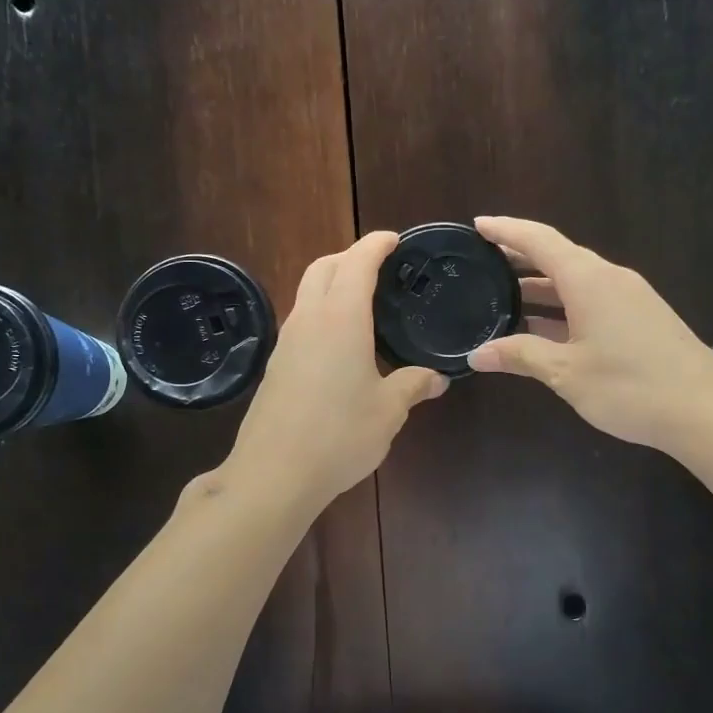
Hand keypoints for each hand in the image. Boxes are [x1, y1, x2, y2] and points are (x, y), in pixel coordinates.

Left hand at [224, 231, 447, 512]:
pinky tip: (340, 343)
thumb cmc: (339, 435)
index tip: (394, 239)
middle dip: (349, 256)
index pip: (357, 263)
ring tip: (362, 302)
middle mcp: (308, 320)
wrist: (274, 473)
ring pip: (306, 293)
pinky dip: (321, 313)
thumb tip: (438, 378)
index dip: (376, 245)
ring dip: (331, 283)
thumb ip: (413, 385)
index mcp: (340, 319)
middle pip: (323, 267)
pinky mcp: (275, 366)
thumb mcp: (388, 411)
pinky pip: (300, 321)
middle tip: (379, 267)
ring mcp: (286, 342)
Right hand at [467, 216, 712, 450]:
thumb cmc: (629, 385)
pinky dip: (561, 306)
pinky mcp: (640, 318)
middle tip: (482, 262)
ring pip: (575, 281)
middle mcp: (609, 278)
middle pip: (558, 256)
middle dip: (519, 257)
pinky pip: (591, 300)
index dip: (506, 230)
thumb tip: (476, 354)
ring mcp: (628, 298)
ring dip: (540, 286)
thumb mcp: (566, 372)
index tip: (476, 225)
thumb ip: (520, 355)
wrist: (705, 409)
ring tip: (503, 295)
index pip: (539, 240)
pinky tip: (542, 328)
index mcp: (588, 279)